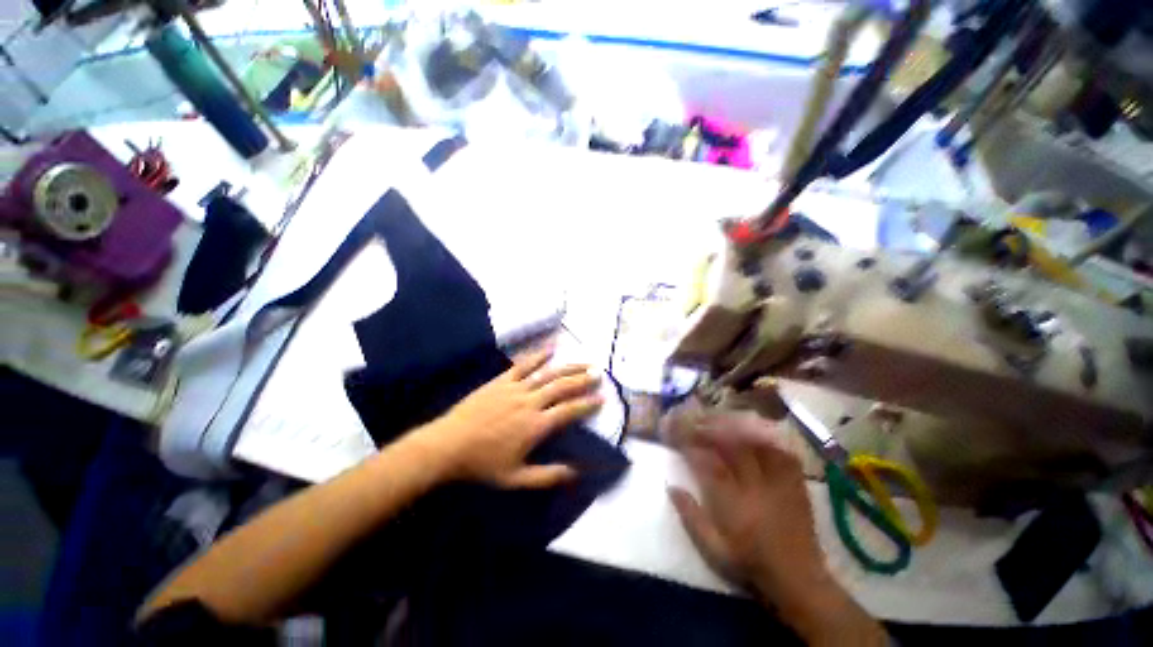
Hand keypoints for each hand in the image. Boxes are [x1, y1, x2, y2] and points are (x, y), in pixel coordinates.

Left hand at [421, 348, 602, 489]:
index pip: (569, 411)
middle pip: (562, 387)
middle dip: (583, 380)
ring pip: (548, 374)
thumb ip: (548, 476)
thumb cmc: (482, 464)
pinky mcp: (502, 380)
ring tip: (583, 362)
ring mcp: (516, 388)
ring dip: (568, 367)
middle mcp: (530, 403)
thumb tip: (576, 472)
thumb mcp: (516, 478)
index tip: (602, 398)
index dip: (588, 404)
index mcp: (536, 426)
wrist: (448, 445)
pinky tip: (550, 349)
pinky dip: (538, 356)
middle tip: (598, 374)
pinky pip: (523, 365)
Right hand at [665, 405, 828, 603]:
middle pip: (731, 446)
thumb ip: (691, 517)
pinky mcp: (795, 482)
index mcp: (734, 504)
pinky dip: (764, 437)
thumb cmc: (750, 563)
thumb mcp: (714, 549)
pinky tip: (751, 429)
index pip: (708, 463)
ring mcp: (779, 482)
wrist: (798, 578)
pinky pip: (780, 450)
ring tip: (717, 418)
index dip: (690, 444)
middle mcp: (756, 487)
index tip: (675, 432)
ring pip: (755, 443)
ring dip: (734, 427)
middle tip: (693, 418)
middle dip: (709, 428)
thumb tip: (671, 486)